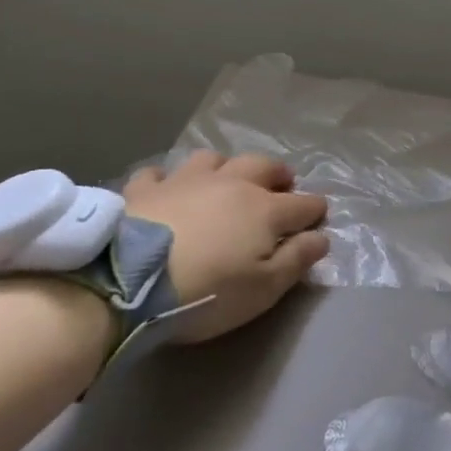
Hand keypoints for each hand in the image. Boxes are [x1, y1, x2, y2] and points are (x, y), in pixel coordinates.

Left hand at [120, 152, 328, 344]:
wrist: (129, 281)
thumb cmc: (208, 290)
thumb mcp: (264, 288)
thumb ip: (297, 260)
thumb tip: (321, 237)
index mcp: (265, 209)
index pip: (303, 204)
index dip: (315, 211)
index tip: (319, 218)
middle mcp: (231, 184)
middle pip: (264, 166)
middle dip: (279, 174)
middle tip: (282, 185)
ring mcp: (186, 181)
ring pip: (214, 159)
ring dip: (226, 167)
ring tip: (226, 180)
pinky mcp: (145, 188)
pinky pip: (159, 173)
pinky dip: (168, 179)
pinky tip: (166, 189)